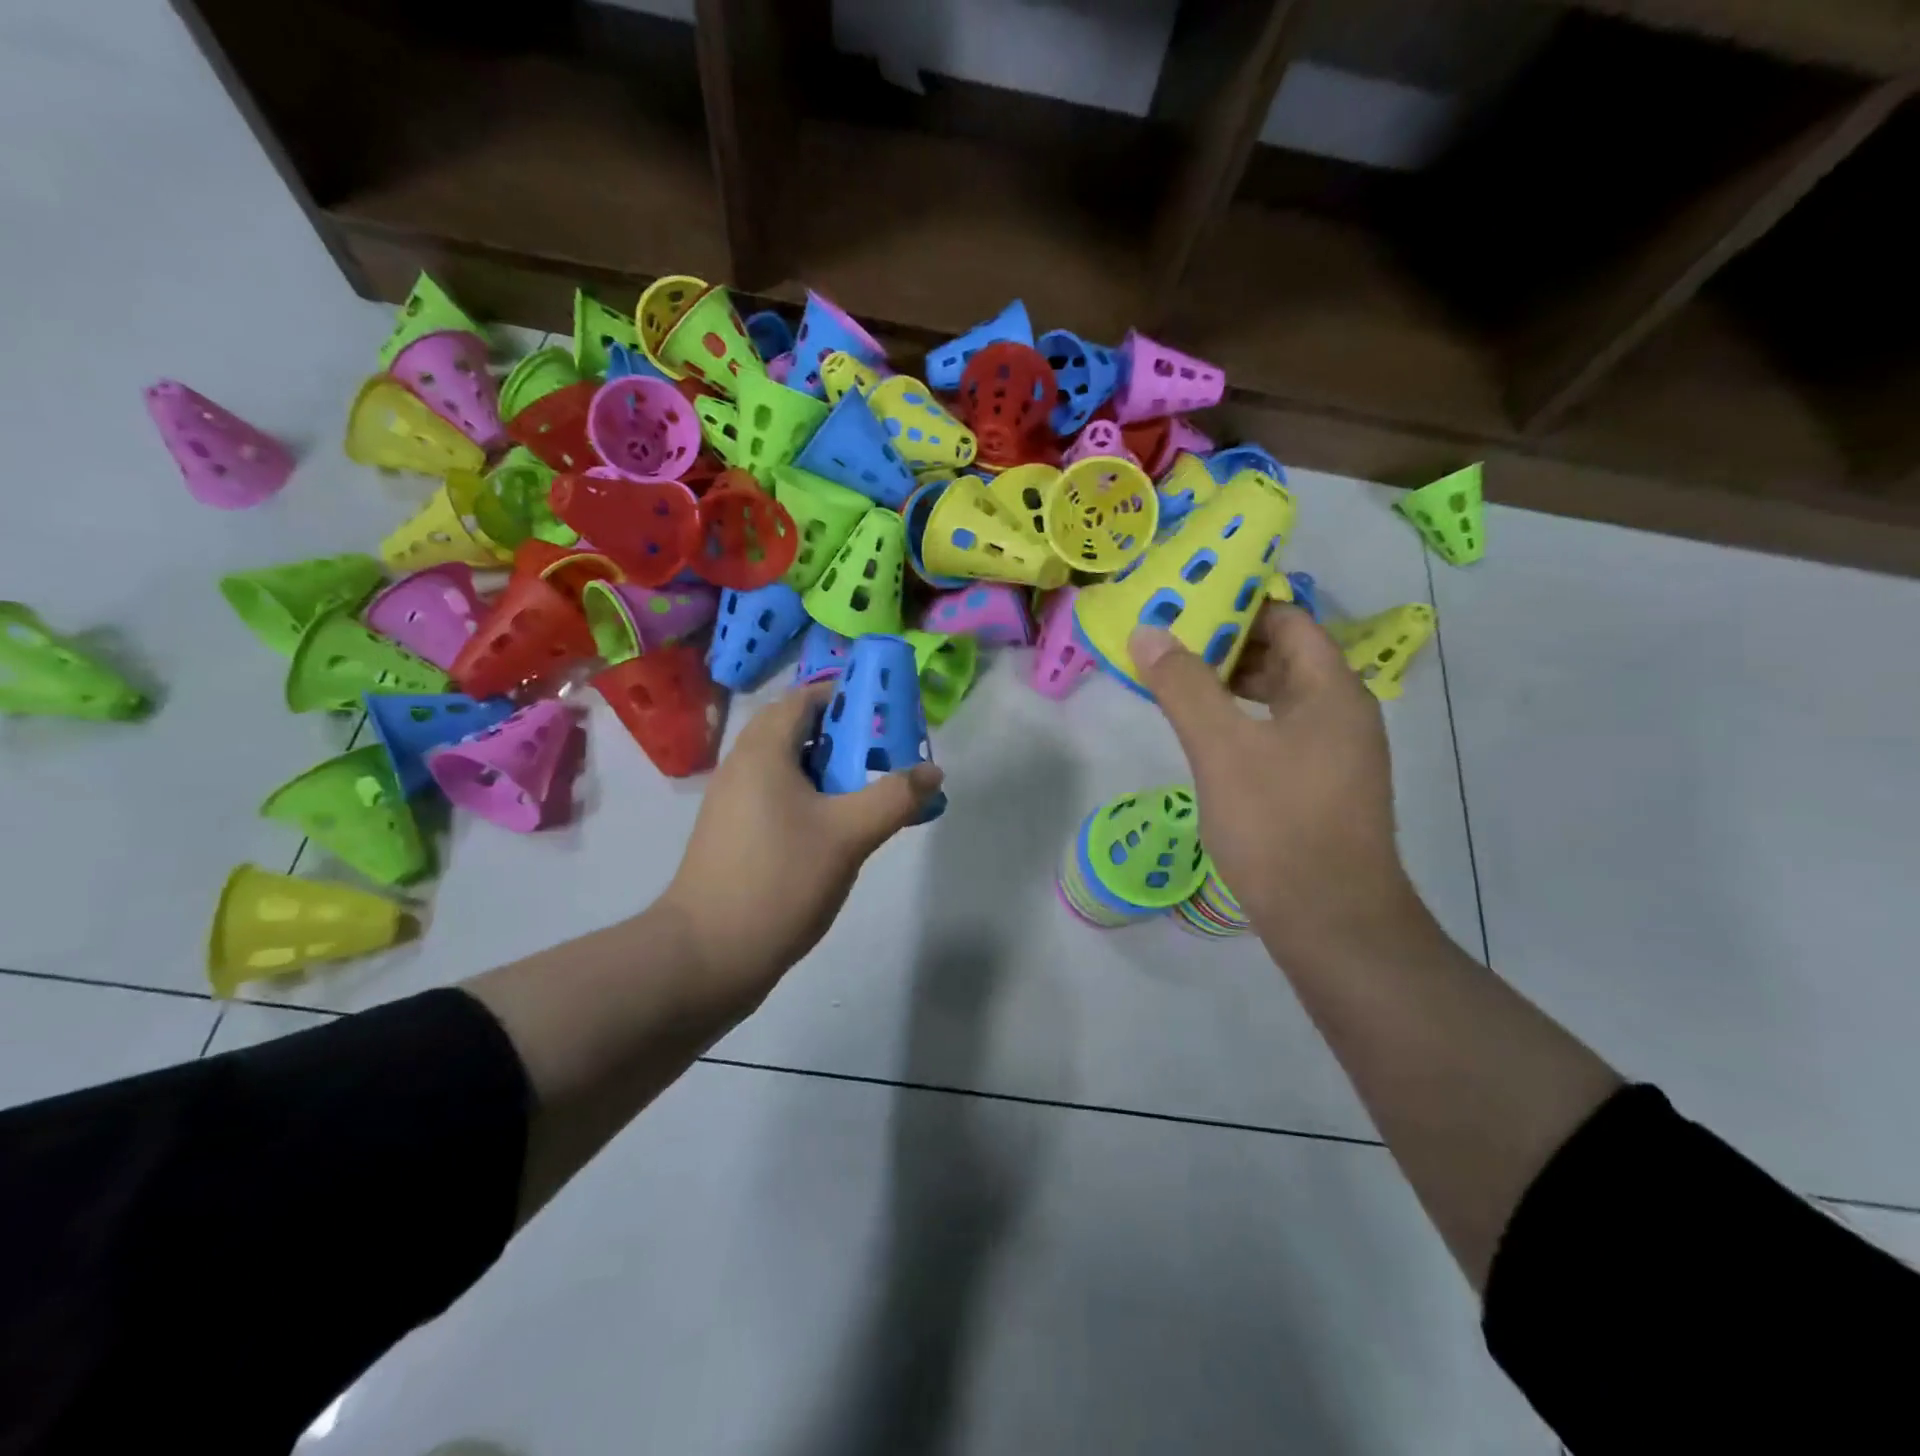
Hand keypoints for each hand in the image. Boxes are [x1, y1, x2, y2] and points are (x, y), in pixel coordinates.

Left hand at [658, 682, 944, 1007]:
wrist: (707, 955)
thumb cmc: (778, 880)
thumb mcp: (848, 835)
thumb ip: (894, 797)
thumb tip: (932, 770)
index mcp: (763, 751)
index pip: (805, 697)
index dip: (847, 696)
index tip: (887, 714)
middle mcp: (743, 767)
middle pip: (799, 731)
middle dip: (847, 737)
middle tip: (887, 756)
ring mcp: (735, 803)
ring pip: (791, 768)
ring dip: (832, 772)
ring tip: (872, 792)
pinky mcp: (736, 835)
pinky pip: (781, 798)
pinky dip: (814, 799)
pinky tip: (841, 830)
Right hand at [1129, 605, 1423, 958]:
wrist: (1331, 922)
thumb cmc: (1278, 825)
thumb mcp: (1221, 749)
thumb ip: (1184, 686)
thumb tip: (1149, 631)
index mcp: (1331, 690)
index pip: (1289, 620)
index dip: (1239, 605)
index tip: (1186, 604)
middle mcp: (1343, 713)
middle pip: (1285, 656)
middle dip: (1227, 644)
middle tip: (1168, 642)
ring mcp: (1335, 753)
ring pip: (1281, 698)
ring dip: (1231, 685)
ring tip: (1176, 683)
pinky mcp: (1321, 787)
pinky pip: (1279, 732)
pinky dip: (1242, 721)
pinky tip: (1206, 735)